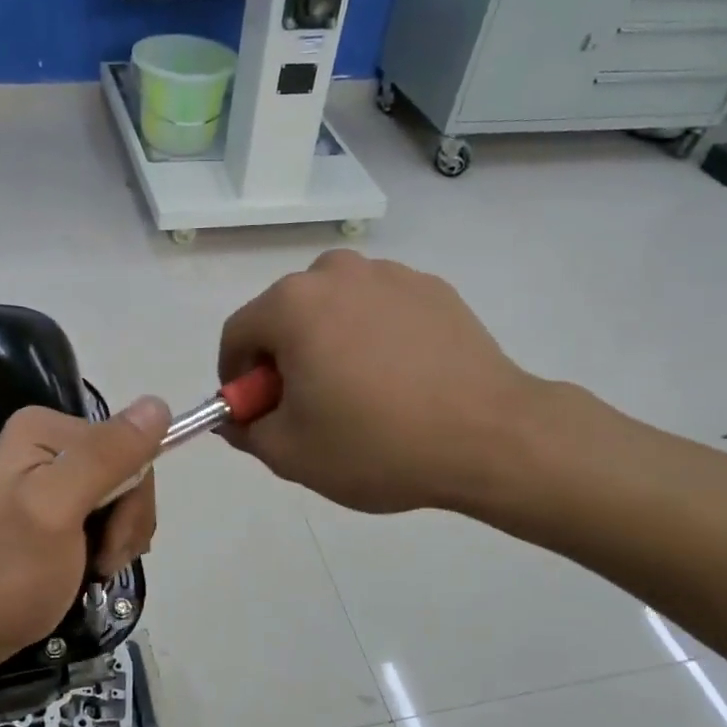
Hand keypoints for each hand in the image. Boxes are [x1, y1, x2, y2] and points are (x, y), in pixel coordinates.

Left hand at [0, 398, 168, 678]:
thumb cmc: (7, 573)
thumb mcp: (57, 509)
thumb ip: (106, 457)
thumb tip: (159, 404)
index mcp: (44, 428)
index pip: (127, 445)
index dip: (131, 495)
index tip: (109, 538)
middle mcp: (50, 443)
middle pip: (128, 471)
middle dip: (126, 521)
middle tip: (101, 560)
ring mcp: (54, 478)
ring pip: (125, 497)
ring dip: (121, 538)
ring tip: (94, 568)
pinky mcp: (59, 509)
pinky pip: (110, 516)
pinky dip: (111, 545)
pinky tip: (92, 567)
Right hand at [218, 250, 548, 515]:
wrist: (491, 437)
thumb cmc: (377, 445)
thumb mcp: (291, 453)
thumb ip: (246, 430)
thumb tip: (237, 416)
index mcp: (291, 305)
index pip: (237, 333)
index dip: (234, 376)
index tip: (252, 410)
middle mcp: (336, 273)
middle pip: (284, 314)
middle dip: (282, 357)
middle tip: (304, 405)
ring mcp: (390, 274)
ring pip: (333, 307)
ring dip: (327, 341)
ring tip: (355, 391)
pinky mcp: (433, 288)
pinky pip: (379, 308)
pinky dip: (371, 336)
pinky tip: (397, 379)